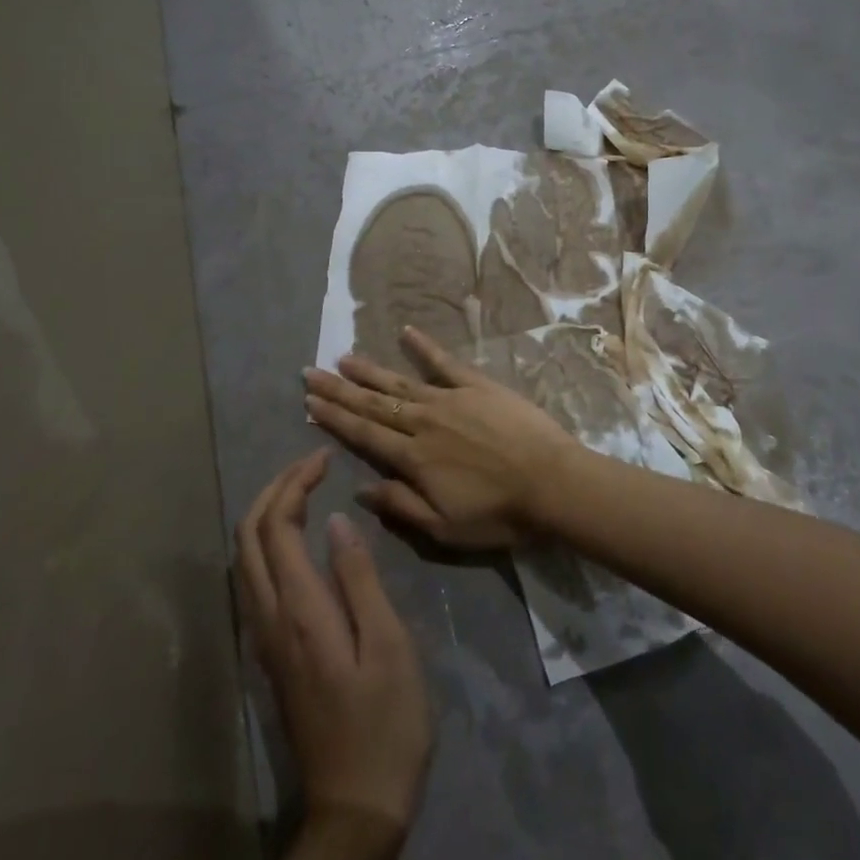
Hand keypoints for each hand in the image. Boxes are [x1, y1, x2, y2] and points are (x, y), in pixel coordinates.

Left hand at [236, 451, 431, 835]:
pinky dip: (266, 543)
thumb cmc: (385, 722)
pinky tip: (295, 540)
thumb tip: (335, 521)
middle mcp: (269, 618)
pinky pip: (252, 581)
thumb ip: (358, 578)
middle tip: (311, 463)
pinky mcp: (270, 655)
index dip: (296, 482)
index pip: (278, 526)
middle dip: (274, 489)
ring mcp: (264, 639)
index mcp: (300, 610)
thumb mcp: (387, 644)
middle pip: (248, 537)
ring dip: (266, 513)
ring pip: (244, 559)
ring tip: (303, 489)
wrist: (355, 807)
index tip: (325, 457)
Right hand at [303, 327, 582, 549]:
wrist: (552, 482)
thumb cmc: (500, 513)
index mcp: (414, 458)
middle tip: (310, 372)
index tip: (308, 402)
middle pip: (373, 404)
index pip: (364, 435)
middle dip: (339, 389)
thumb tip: (361, 488)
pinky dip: (424, 346)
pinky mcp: (478, 385)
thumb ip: (401, 506)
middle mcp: (424, 422)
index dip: (334, 418)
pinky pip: (445, 362)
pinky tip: (406, 331)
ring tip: (343, 357)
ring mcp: (451, 399)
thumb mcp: (445, 528)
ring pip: (400, 382)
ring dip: (370, 370)